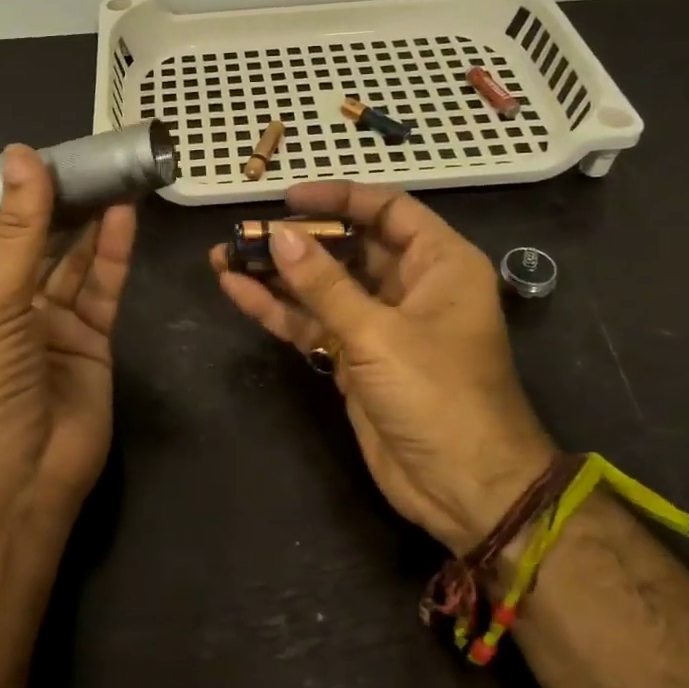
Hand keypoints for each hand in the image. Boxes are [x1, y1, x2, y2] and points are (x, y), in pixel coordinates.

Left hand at [0, 145, 137, 519]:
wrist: (20, 479)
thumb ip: (19, 230)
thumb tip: (22, 155)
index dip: (13, 196)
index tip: (41, 155)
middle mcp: (7, 304)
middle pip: (38, 242)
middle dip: (60, 204)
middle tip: (89, 158)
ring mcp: (51, 323)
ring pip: (75, 262)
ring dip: (92, 223)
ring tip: (112, 176)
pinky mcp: (91, 340)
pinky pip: (103, 289)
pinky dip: (114, 255)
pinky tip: (124, 217)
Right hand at [211, 182, 554, 553]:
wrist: (465, 489)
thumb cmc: (438, 396)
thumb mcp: (379, 334)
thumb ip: (324, 284)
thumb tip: (278, 235)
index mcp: (439, 264)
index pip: (387, 210)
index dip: (338, 198)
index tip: (287, 198)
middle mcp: (410, 286)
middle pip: (347, 246)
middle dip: (295, 239)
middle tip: (244, 230)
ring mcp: (379, 324)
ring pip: (322, 286)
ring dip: (276, 273)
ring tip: (223, 255)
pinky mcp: (355, 359)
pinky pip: (313, 322)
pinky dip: (278, 309)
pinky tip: (236, 290)